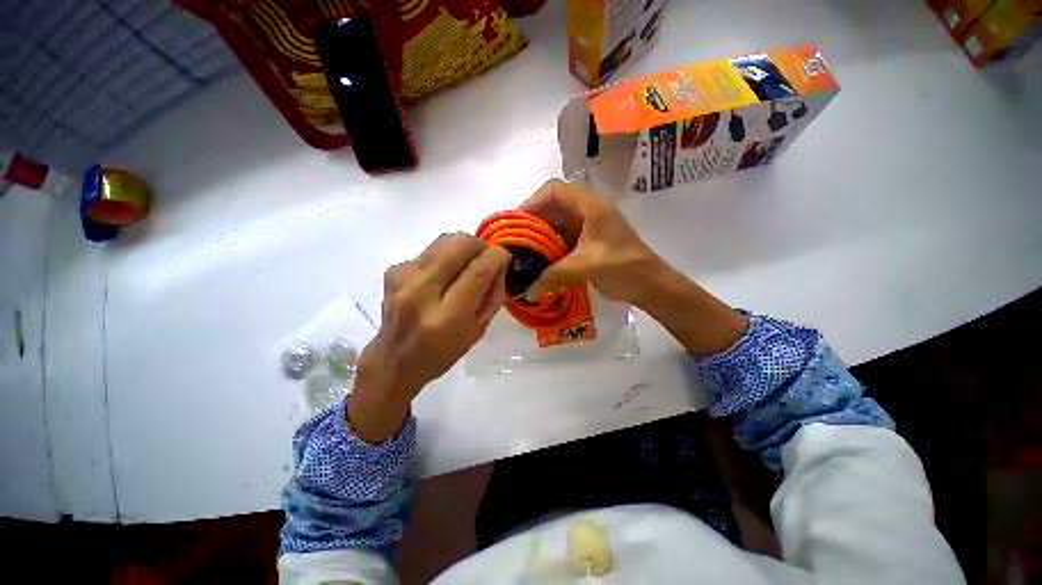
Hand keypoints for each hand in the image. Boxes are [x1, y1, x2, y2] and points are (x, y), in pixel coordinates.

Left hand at [348, 233, 509, 441]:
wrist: (393, 360)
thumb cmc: (442, 353)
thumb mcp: (478, 331)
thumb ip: (493, 296)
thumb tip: (498, 265)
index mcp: (446, 317)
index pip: (478, 271)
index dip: (497, 257)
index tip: (504, 258)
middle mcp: (421, 292)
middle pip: (459, 243)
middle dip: (480, 246)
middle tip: (484, 261)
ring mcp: (403, 277)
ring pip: (444, 239)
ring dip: (463, 248)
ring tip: (464, 267)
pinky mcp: (393, 270)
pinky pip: (429, 250)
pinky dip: (444, 257)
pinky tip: (441, 277)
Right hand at [520, 180, 746, 356]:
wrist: (649, 284)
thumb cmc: (623, 267)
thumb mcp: (586, 267)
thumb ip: (553, 277)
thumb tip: (525, 293)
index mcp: (590, 207)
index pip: (554, 191)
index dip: (532, 202)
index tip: (517, 224)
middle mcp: (586, 212)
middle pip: (552, 207)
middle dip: (532, 223)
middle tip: (515, 242)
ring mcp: (586, 228)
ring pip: (556, 225)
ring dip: (540, 237)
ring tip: (523, 254)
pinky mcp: (586, 243)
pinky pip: (561, 240)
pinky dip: (549, 249)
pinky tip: (538, 263)